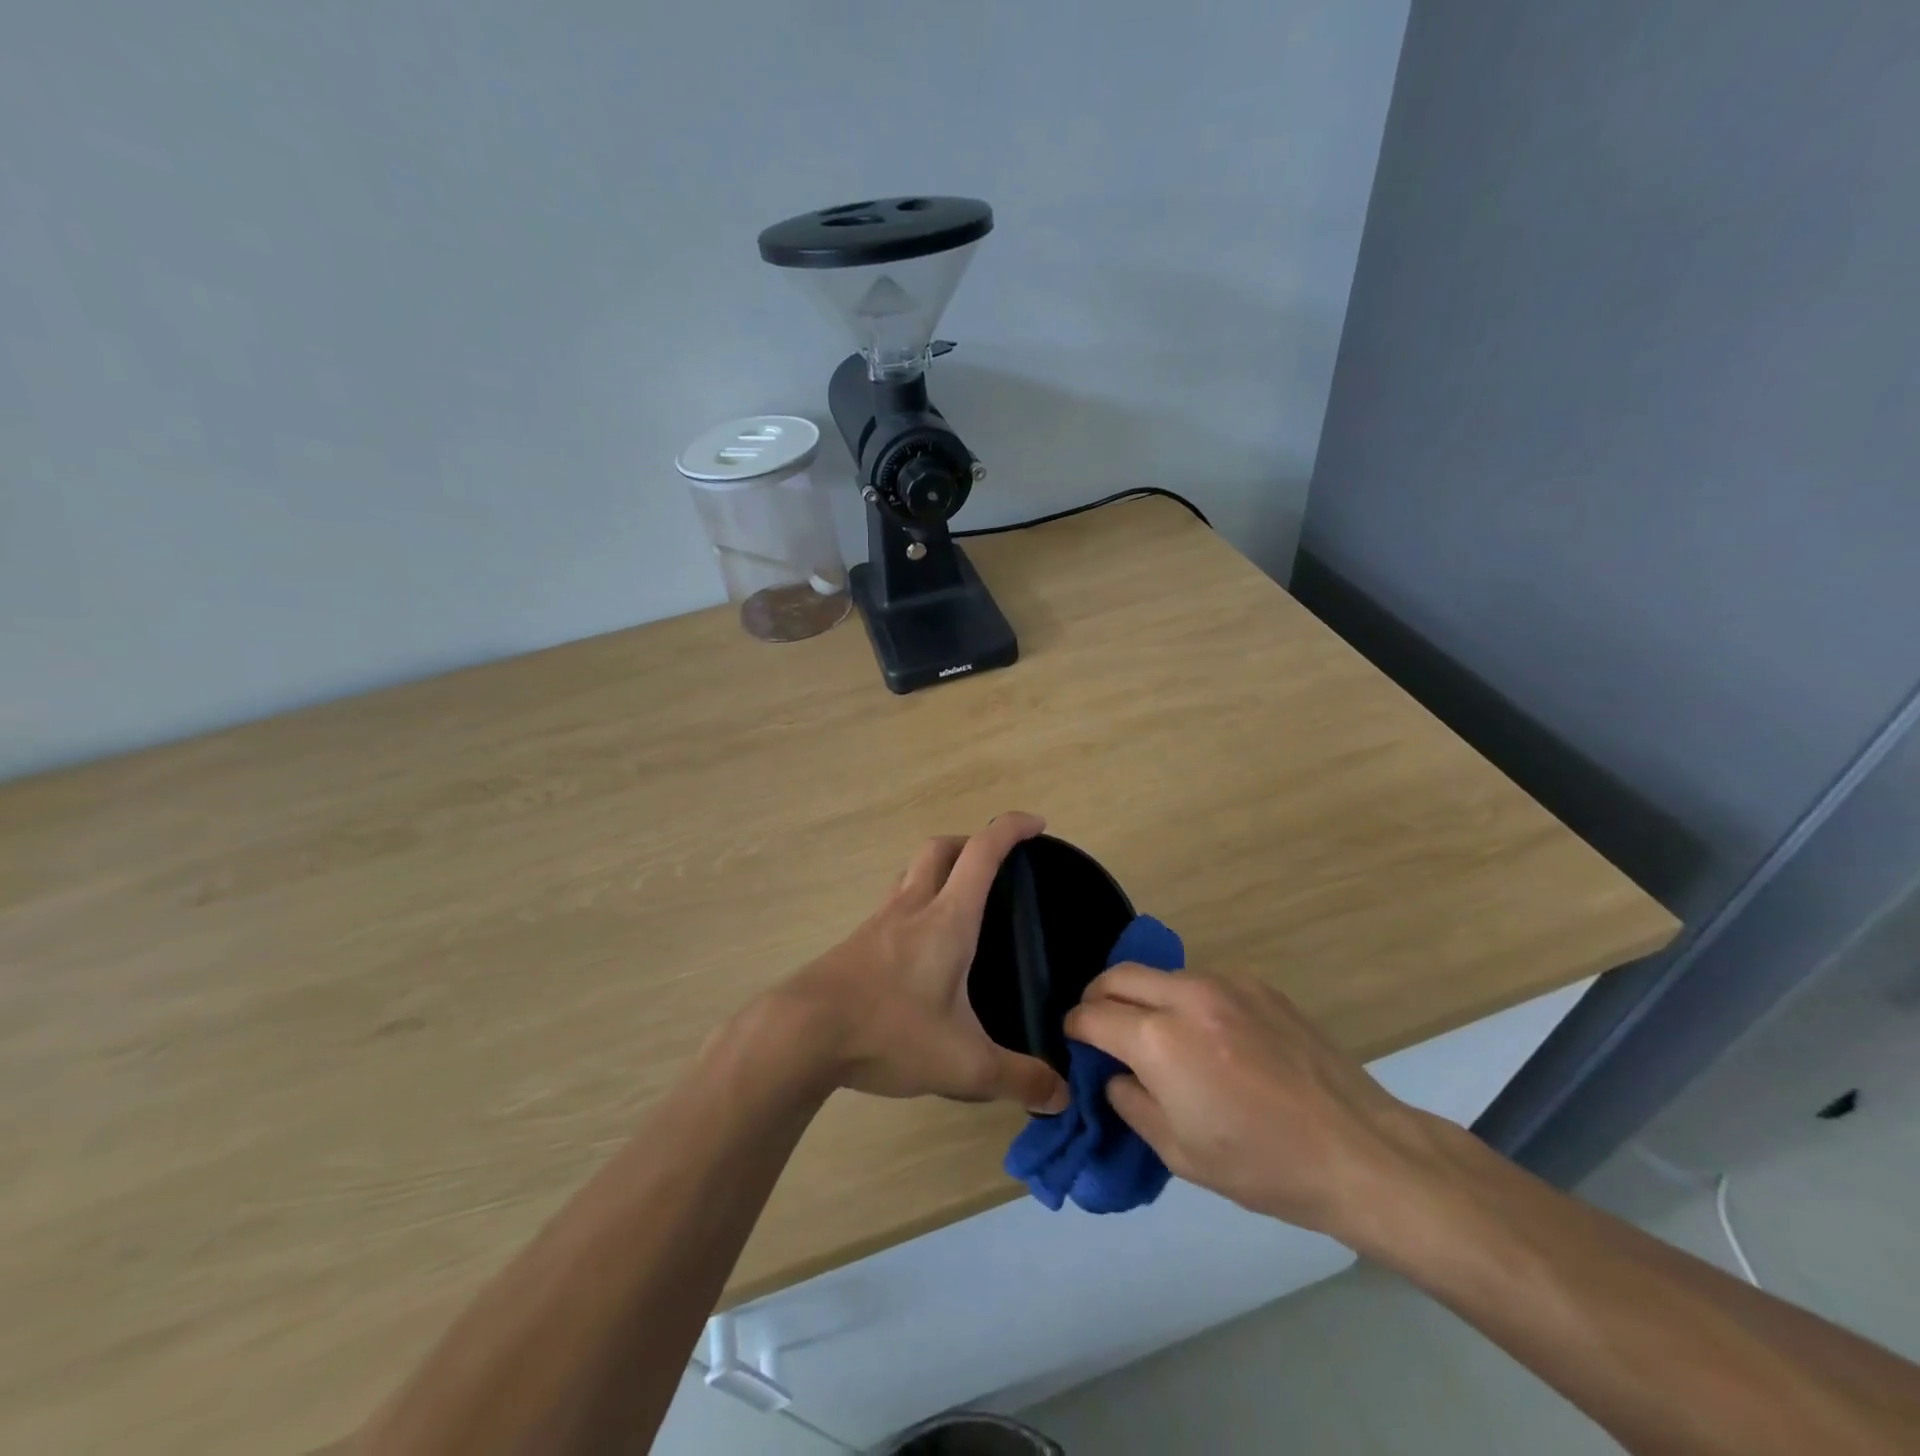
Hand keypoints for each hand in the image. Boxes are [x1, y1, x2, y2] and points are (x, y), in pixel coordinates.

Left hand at [768, 813, 1069, 1114]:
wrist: (801, 1033)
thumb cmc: (888, 1032)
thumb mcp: (962, 1063)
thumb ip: (1017, 1078)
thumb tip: (1061, 1096)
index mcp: (947, 919)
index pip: (982, 852)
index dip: (1011, 829)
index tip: (1036, 823)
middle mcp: (912, 907)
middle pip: (941, 848)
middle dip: (972, 841)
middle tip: (996, 863)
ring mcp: (878, 922)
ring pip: (912, 872)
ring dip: (939, 869)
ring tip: (959, 900)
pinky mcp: (856, 943)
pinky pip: (893, 903)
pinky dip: (915, 902)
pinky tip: (919, 947)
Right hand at [1064, 969, 1443, 1235]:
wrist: (1359, 1151)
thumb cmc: (1262, 1165)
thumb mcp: (1178, 1153)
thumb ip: (1130, 1103)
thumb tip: (1115, 1074)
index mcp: (1160, 1040)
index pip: (1093, 1015)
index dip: (1075, 1027)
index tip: (1074, 1040)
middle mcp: (1186, 996)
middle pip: (1119, 975)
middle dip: (1098, 997)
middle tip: (1102, 1027)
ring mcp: (1226, 984)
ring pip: (1161, 975)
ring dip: (1145, 997)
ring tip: (1159, 1035)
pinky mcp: (1259, 985)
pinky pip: (1203, 982)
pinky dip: (1187, 1001)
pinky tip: (1211, 1038)